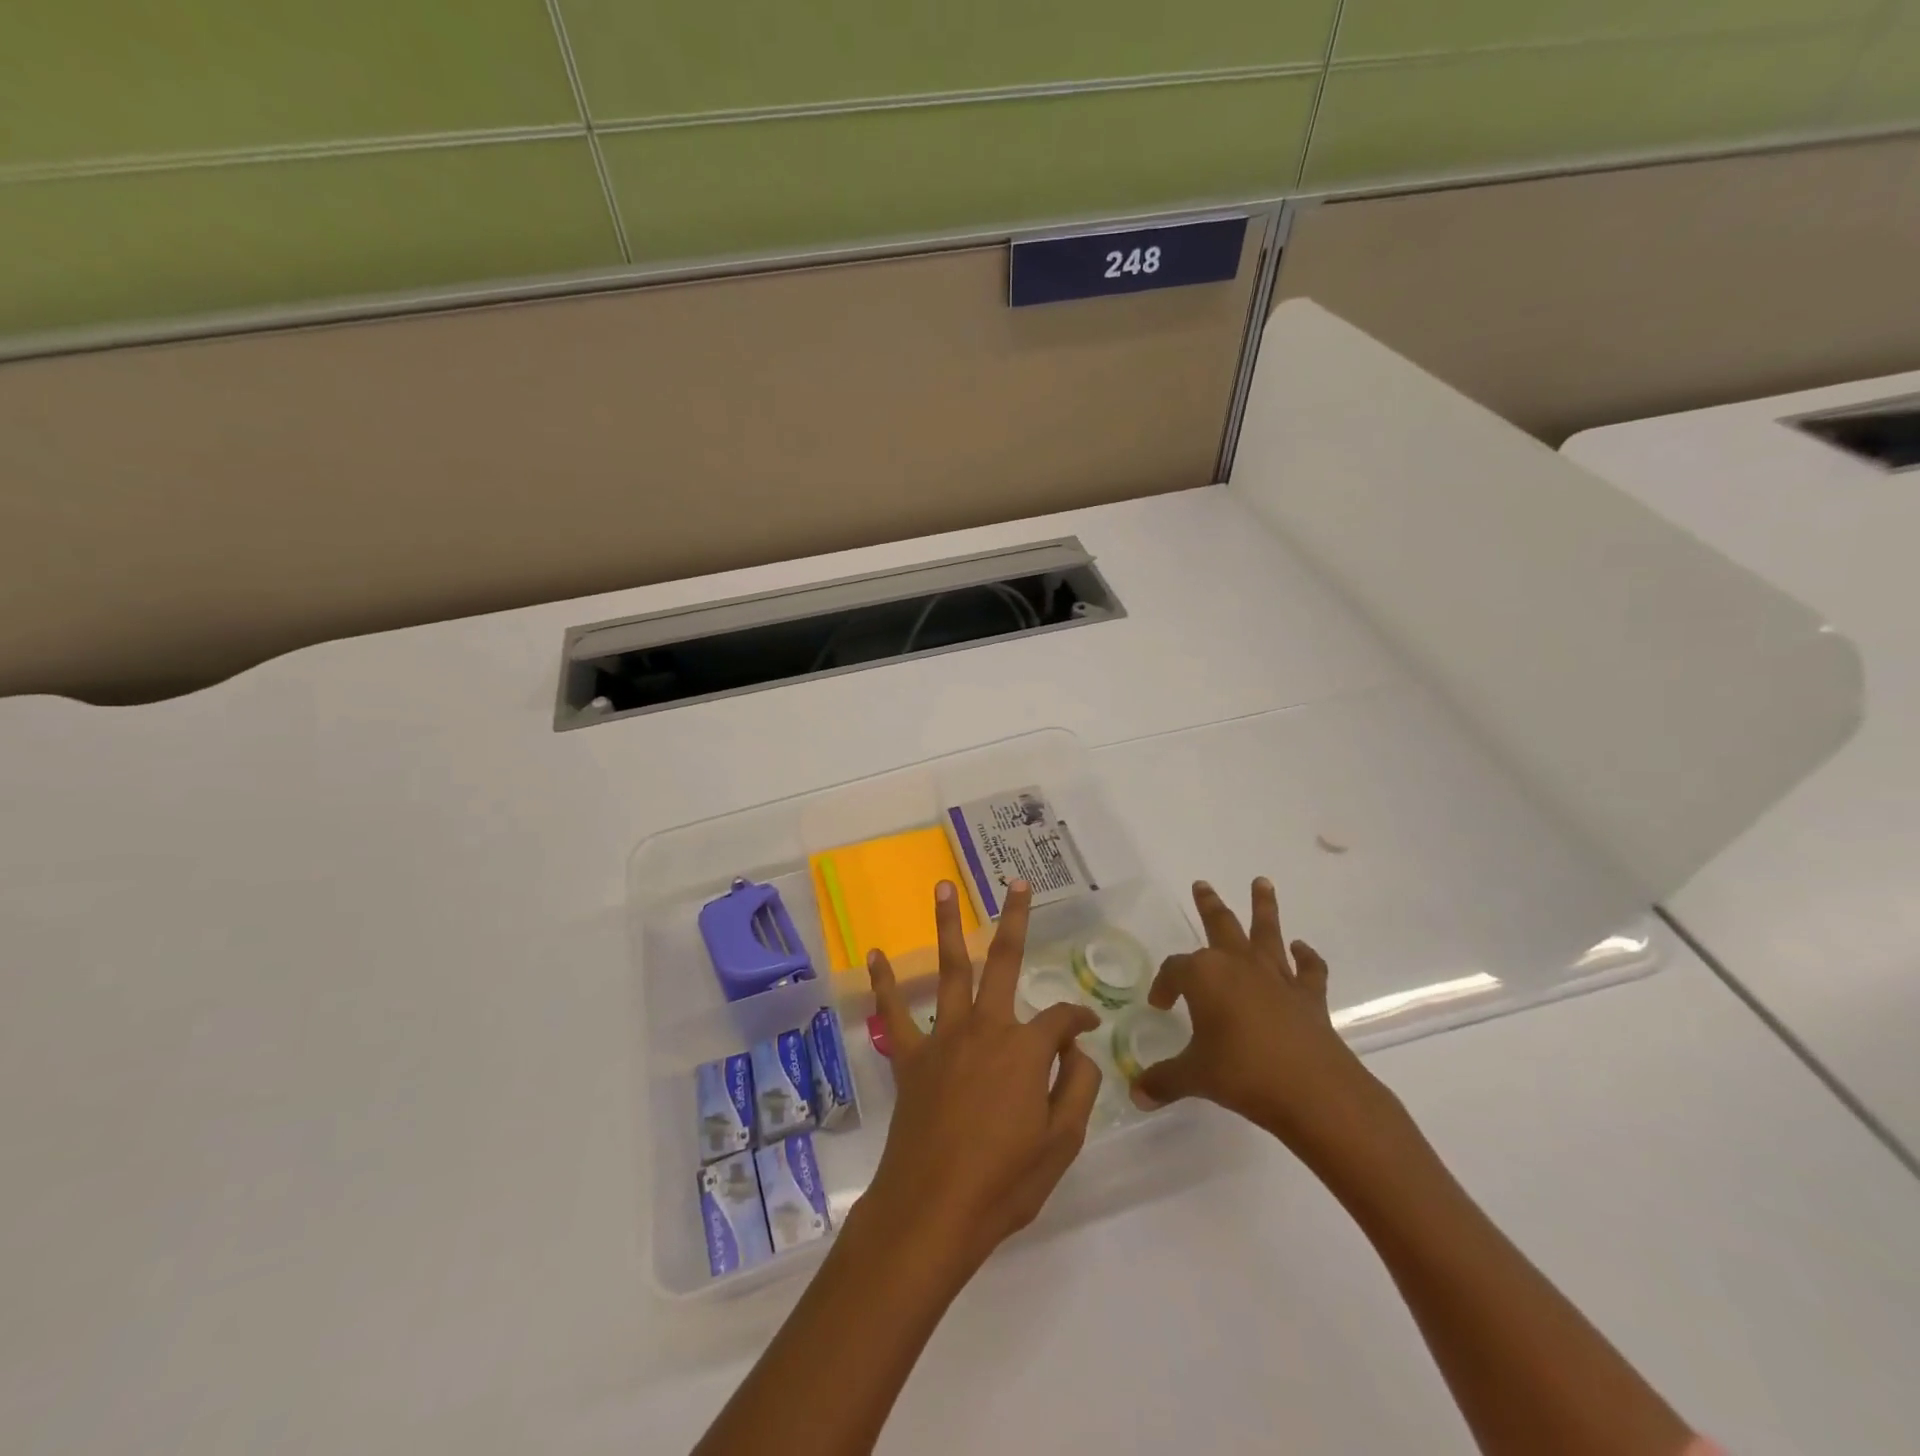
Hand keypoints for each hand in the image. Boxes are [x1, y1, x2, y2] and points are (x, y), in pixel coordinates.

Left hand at [858, 879, 1103, 1278]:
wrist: (933, 1210)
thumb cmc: (1005, 1182)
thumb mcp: (1062, 1142)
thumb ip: (1076, 1087)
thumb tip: (1075, 1050)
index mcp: (1025, 1048)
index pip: (1060, 1019)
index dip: (1078, 1020)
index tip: (1086, 1029)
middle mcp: (985, 1028)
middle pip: (1003, 960)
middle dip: (1014, 919)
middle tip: (1017, 884)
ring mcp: (943, 1038)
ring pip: (949, 969)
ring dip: (946, 925)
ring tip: (944, 887)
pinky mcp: (909, 1058)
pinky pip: (893, 1013)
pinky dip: (884, 983)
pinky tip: (875, 954)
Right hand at [1133, 879, 1389, 1158]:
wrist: (1314, 1092)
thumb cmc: (1243, 1075)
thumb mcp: (1194, 1077)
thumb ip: (1164, 1081)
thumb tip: (1136, 1095)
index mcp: (1204, 976)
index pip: (1175, 970)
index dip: (1164, 985)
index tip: (1160, 1006)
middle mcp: (1239, 965)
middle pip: (1220, 925)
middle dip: (1209, 905)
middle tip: (1202, 884)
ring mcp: (1277, 977)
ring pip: (1267, 931)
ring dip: (1263, 907)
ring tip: (1262, 882)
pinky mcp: (1309, 996)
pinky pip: (1308, 969)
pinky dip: (1307, 957)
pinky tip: (1301, 949)